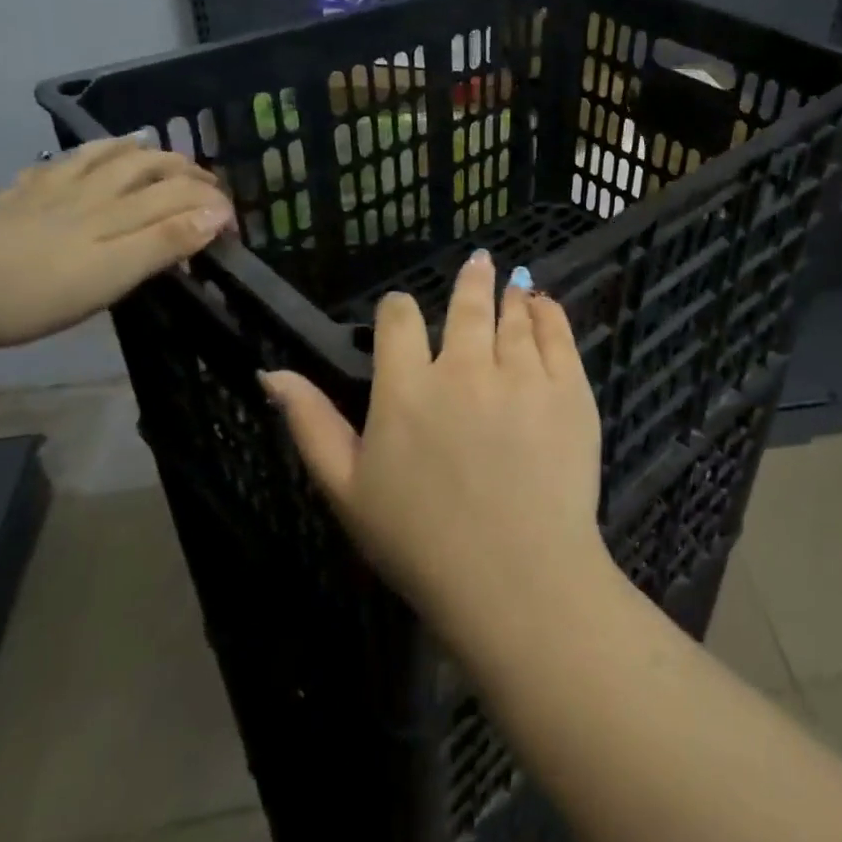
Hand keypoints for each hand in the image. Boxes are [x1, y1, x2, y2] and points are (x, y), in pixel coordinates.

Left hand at [0, 137, 234, 349]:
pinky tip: (70, 161)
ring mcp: (47, 195)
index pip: (178, 196)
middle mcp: (89, 195)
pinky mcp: (11, 204)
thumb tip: (217, 215)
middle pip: (144, 168)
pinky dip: (73, 159)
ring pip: (98, 160)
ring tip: (147, 143)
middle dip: (182, 170)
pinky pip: (50, 170)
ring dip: (131, 150)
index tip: (234, 225)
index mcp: (117, 214)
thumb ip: (165, 242)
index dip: (213, 203)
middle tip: (205, 179)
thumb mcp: (113, 275)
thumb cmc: (35, 291)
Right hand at [262, 251, 606, 648]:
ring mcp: (523, 375)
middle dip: (471, 281)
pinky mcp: (569, 389)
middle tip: (479, 262)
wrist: (518, 579)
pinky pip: (558, 334)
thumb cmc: (422, 544)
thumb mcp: (347, 491)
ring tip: (513, 284)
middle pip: (466, 305)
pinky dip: (549, 313)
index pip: (399, 320)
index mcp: (407, 389)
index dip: (399, 309)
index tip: (403, 311)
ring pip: (514, 316)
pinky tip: (544, 305)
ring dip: (510, 296)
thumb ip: (311, 425)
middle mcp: (465, 368)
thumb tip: (272, 372)